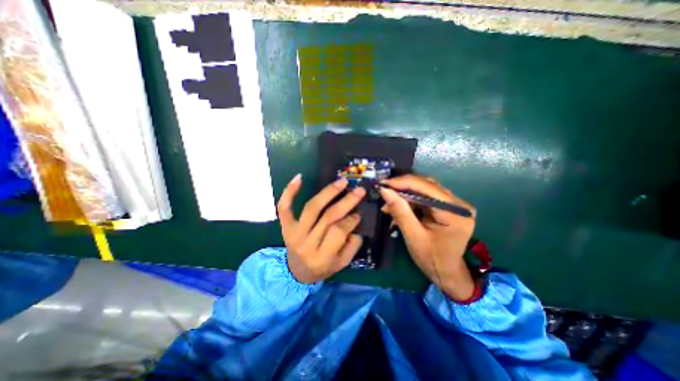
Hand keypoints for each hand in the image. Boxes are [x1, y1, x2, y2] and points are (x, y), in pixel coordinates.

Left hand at [276, 174, 366, 284]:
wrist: (297, 272)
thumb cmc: (322, 268)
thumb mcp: (341, 264)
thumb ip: (352, 246)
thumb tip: (355, 223)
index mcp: (322, 257)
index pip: (339, 232)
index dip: (351, 220)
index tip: (358, 214)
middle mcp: (306, 243)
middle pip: (328, 217)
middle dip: (346, 201)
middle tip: (359, 190)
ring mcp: (294, 233)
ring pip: (312, 208)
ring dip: (328, 192)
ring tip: (341, 182)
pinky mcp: (285, 226)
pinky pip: (284, 207)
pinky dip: (289, 192)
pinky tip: (299, 177)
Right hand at [380, 174, 474, 301]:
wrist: (446, 272)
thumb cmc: (431, 258)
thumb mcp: (413, 236)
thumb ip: (400, 211)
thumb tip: (385, 190)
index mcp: (455, 212)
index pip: (427, 188)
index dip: (403, 183)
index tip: (383, 184)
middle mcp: (459, 204)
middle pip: (426, 185)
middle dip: (402, 188)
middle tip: (384, 191)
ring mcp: (454, 204)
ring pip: (424, 189)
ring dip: (404, 194)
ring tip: (388, 202)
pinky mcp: (447, 206)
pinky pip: (425, 196)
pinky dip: (410, 200)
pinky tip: (398, 205)